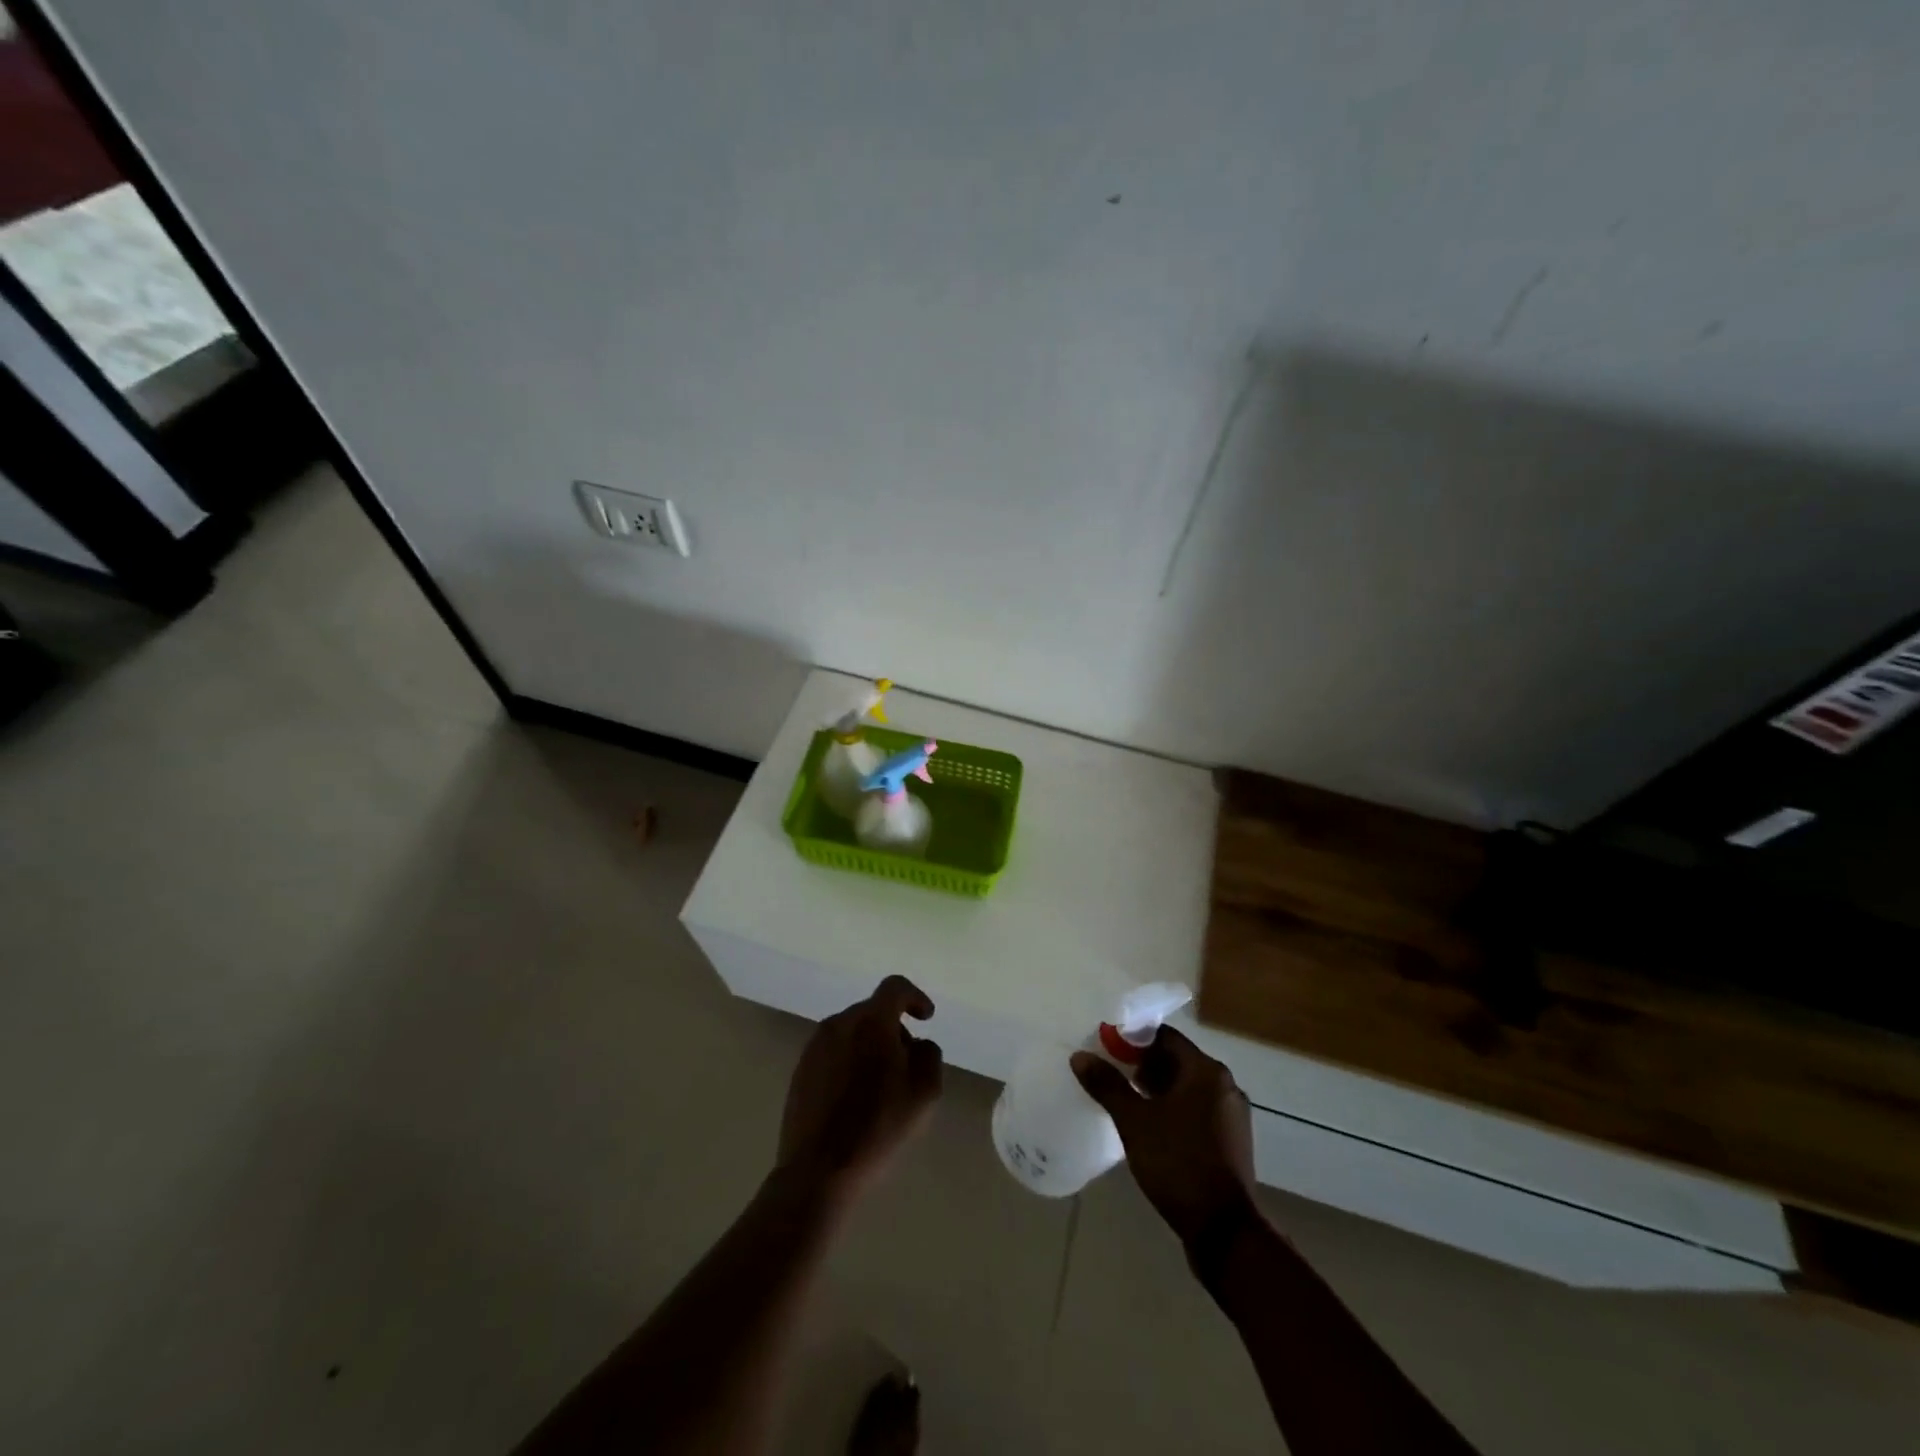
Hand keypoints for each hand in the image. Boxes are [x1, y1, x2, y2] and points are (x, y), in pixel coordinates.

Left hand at [776, 976, 943, 1206]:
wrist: (818, 1171)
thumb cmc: (878, 1128)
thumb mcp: (924, 1093)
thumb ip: (928, 1055)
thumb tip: (916, 1043)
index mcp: (871, 1021)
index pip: (895, 987)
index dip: (915, 997)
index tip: (926, 1018)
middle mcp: (839, 1023)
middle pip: (873, 1011)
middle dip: (893, 1029)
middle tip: (906, 1064)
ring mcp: (815, 1046)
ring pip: (851, 1032)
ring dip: (870, 1046)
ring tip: (880, 1086)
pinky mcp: (800, 1070)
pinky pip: (833, 1053)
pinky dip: (849, 1062)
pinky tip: (854, 1098)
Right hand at [1072, 1026, 1258, 1247]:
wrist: (1224, 1232)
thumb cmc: (1178, 1164)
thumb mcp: (1134, 1122)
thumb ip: (1107, 1085)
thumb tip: (1080, 1056)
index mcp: (1206, 1071)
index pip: (1164, 1037)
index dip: (1132, 1039)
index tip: (1106, 1050)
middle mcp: (1225, 1085)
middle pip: (1177, 1061)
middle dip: (1142, 1066)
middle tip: (1111, 1076)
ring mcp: (1232, 1115)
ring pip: (1187, 1088)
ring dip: (1157, 1090)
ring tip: (1125, 1102)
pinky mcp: (1232, 1141)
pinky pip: (1197, 1111)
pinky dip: (1174, 1110)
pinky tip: (1151, 1127)